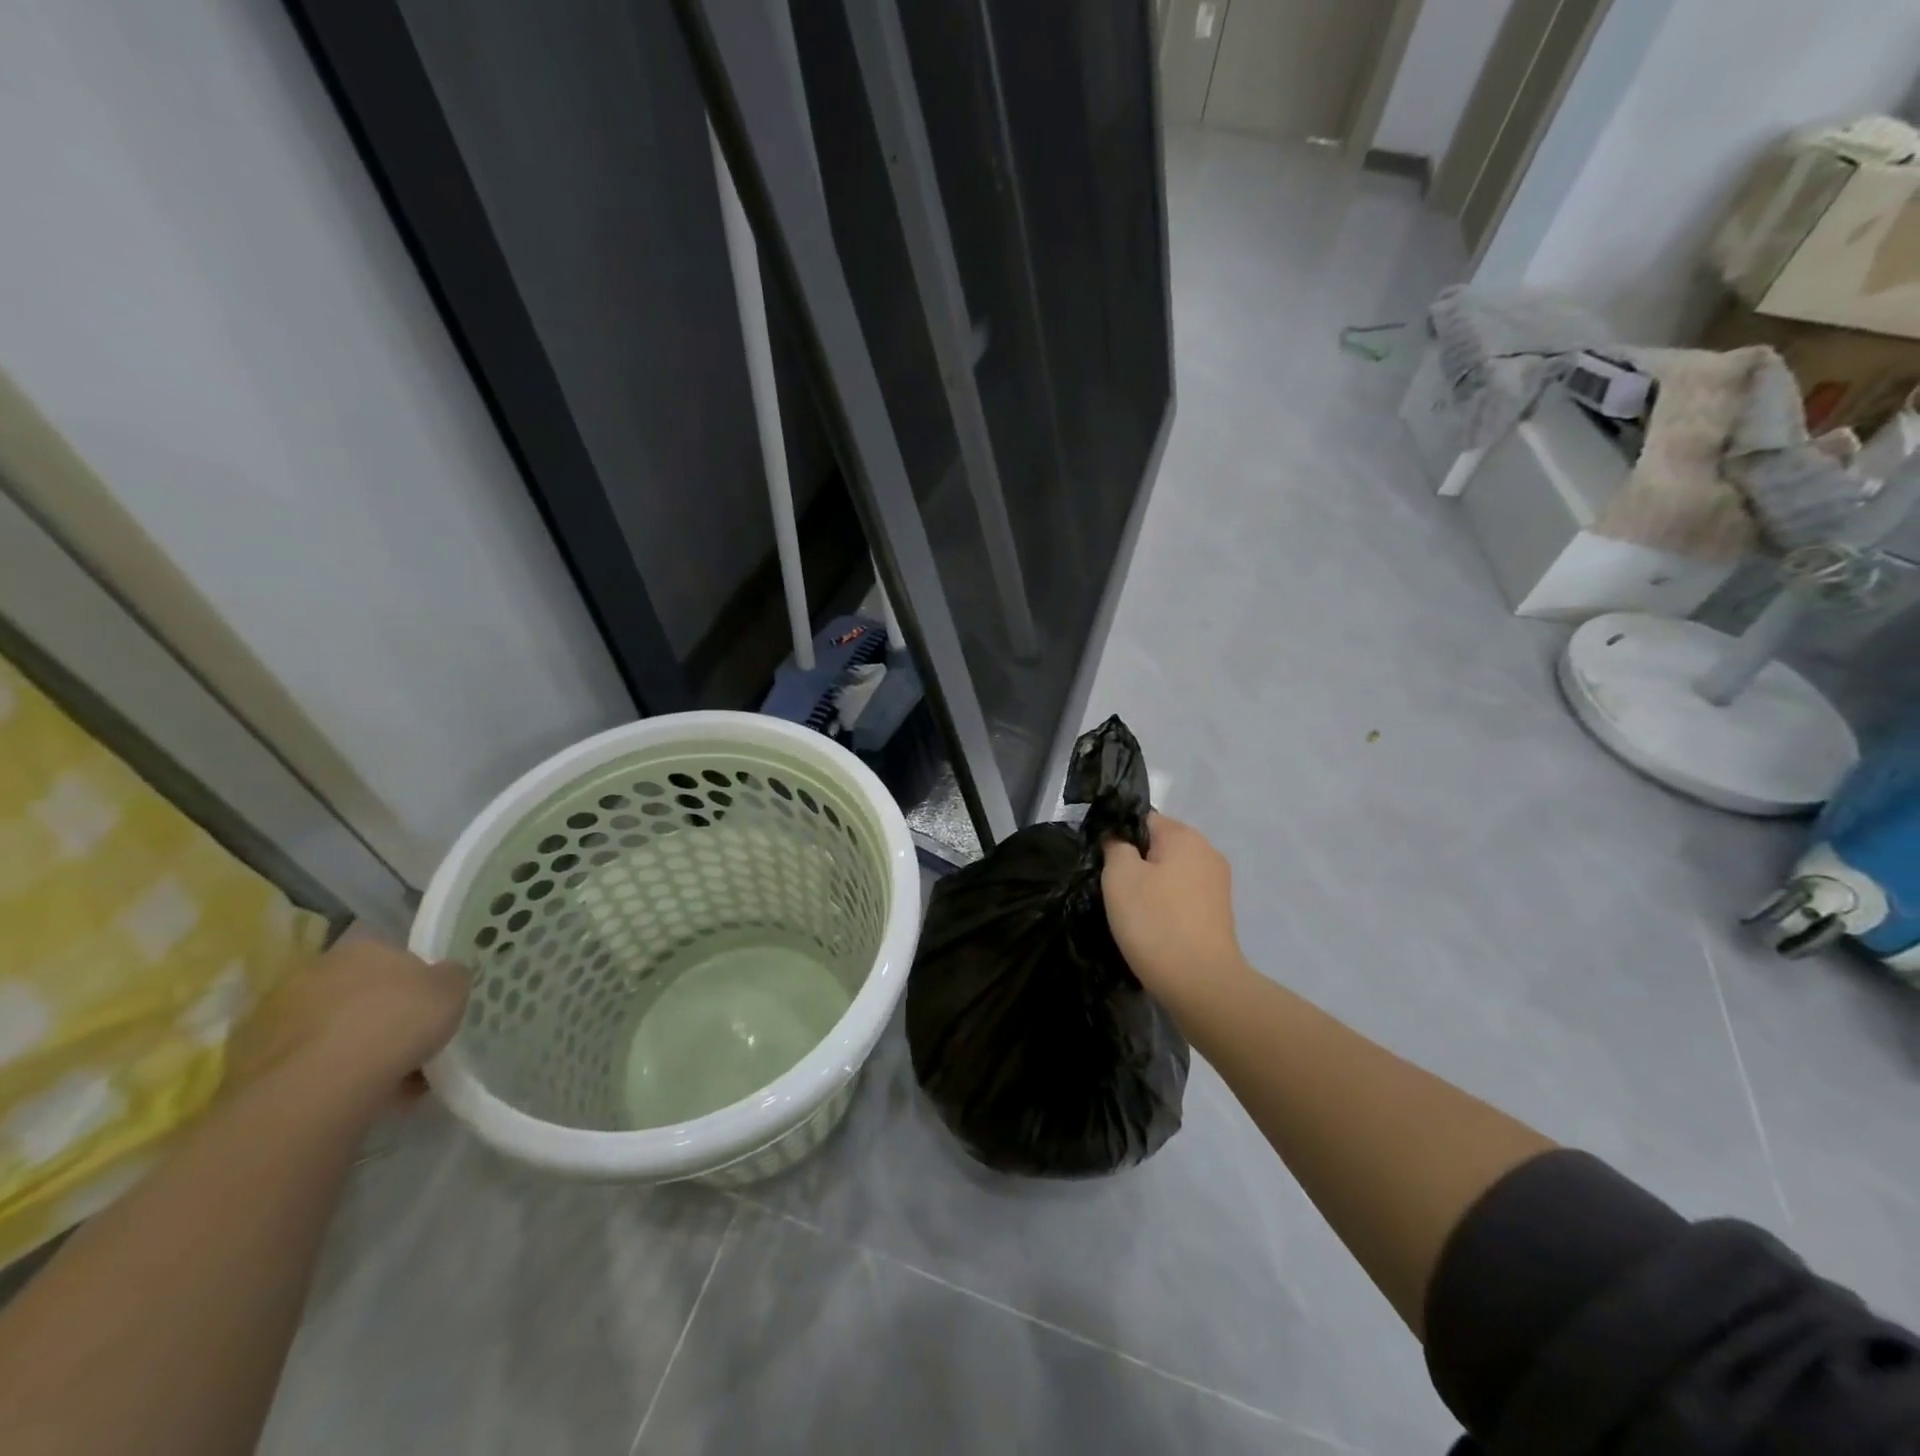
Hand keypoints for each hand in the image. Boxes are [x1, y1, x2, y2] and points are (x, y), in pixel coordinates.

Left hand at [225, 938, 468, 1111]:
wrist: (322, 1084)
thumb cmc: (397, 1021)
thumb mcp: (453, 989)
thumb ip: (451, 977)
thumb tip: (445, 976)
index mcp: (360, 947)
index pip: (393, 957)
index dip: (416, 984)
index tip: (430, 1010)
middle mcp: (313, 973)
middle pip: (360, 994)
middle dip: (383, 1018)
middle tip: (412, 1046)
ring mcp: (276, 1018)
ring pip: (333, 1031)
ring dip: (358, 1050)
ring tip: (390, 1081)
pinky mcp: (253, 1063)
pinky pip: (309, 1065)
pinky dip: (332, 1078)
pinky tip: (359, 1097)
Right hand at [1101, 813, 1251, 1011]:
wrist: (1200, 983)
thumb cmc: (1155, 921)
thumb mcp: (1119, 875)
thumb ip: (1115, 846)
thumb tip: (1118, 839)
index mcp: (1185, 836)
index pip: (1143, 819)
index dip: (1118, 836)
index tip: (1103, 863)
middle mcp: (1207, 852)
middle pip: (1159, 846)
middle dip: (1135, 863)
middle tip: (1113, 890)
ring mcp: (1217, 884)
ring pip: (1170, 873)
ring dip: (1150, 886)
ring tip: (1131, 912)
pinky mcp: (1219, 913)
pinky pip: (1182, 896)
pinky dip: (1166, 905)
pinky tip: (1153, 927)